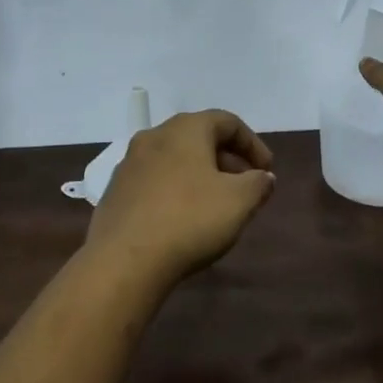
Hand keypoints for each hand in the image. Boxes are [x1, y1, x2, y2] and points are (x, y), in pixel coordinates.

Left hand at [84, 110, 276, 286]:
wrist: (124, 260)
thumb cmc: (190, 219)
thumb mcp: (239, 201)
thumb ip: (258, 183)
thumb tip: (263, 177)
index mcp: (185, 129)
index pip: (227, 122)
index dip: (252, 144)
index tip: (267, 170)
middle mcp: (154, 136)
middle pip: (199, 138)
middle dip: (227, 159)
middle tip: (246, 186)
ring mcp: (129, 163)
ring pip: (175, 159)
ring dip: (200, 175)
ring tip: (216, 204)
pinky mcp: (115, 191)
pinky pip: (154, 181)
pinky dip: (175, 190)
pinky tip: (183, 218)